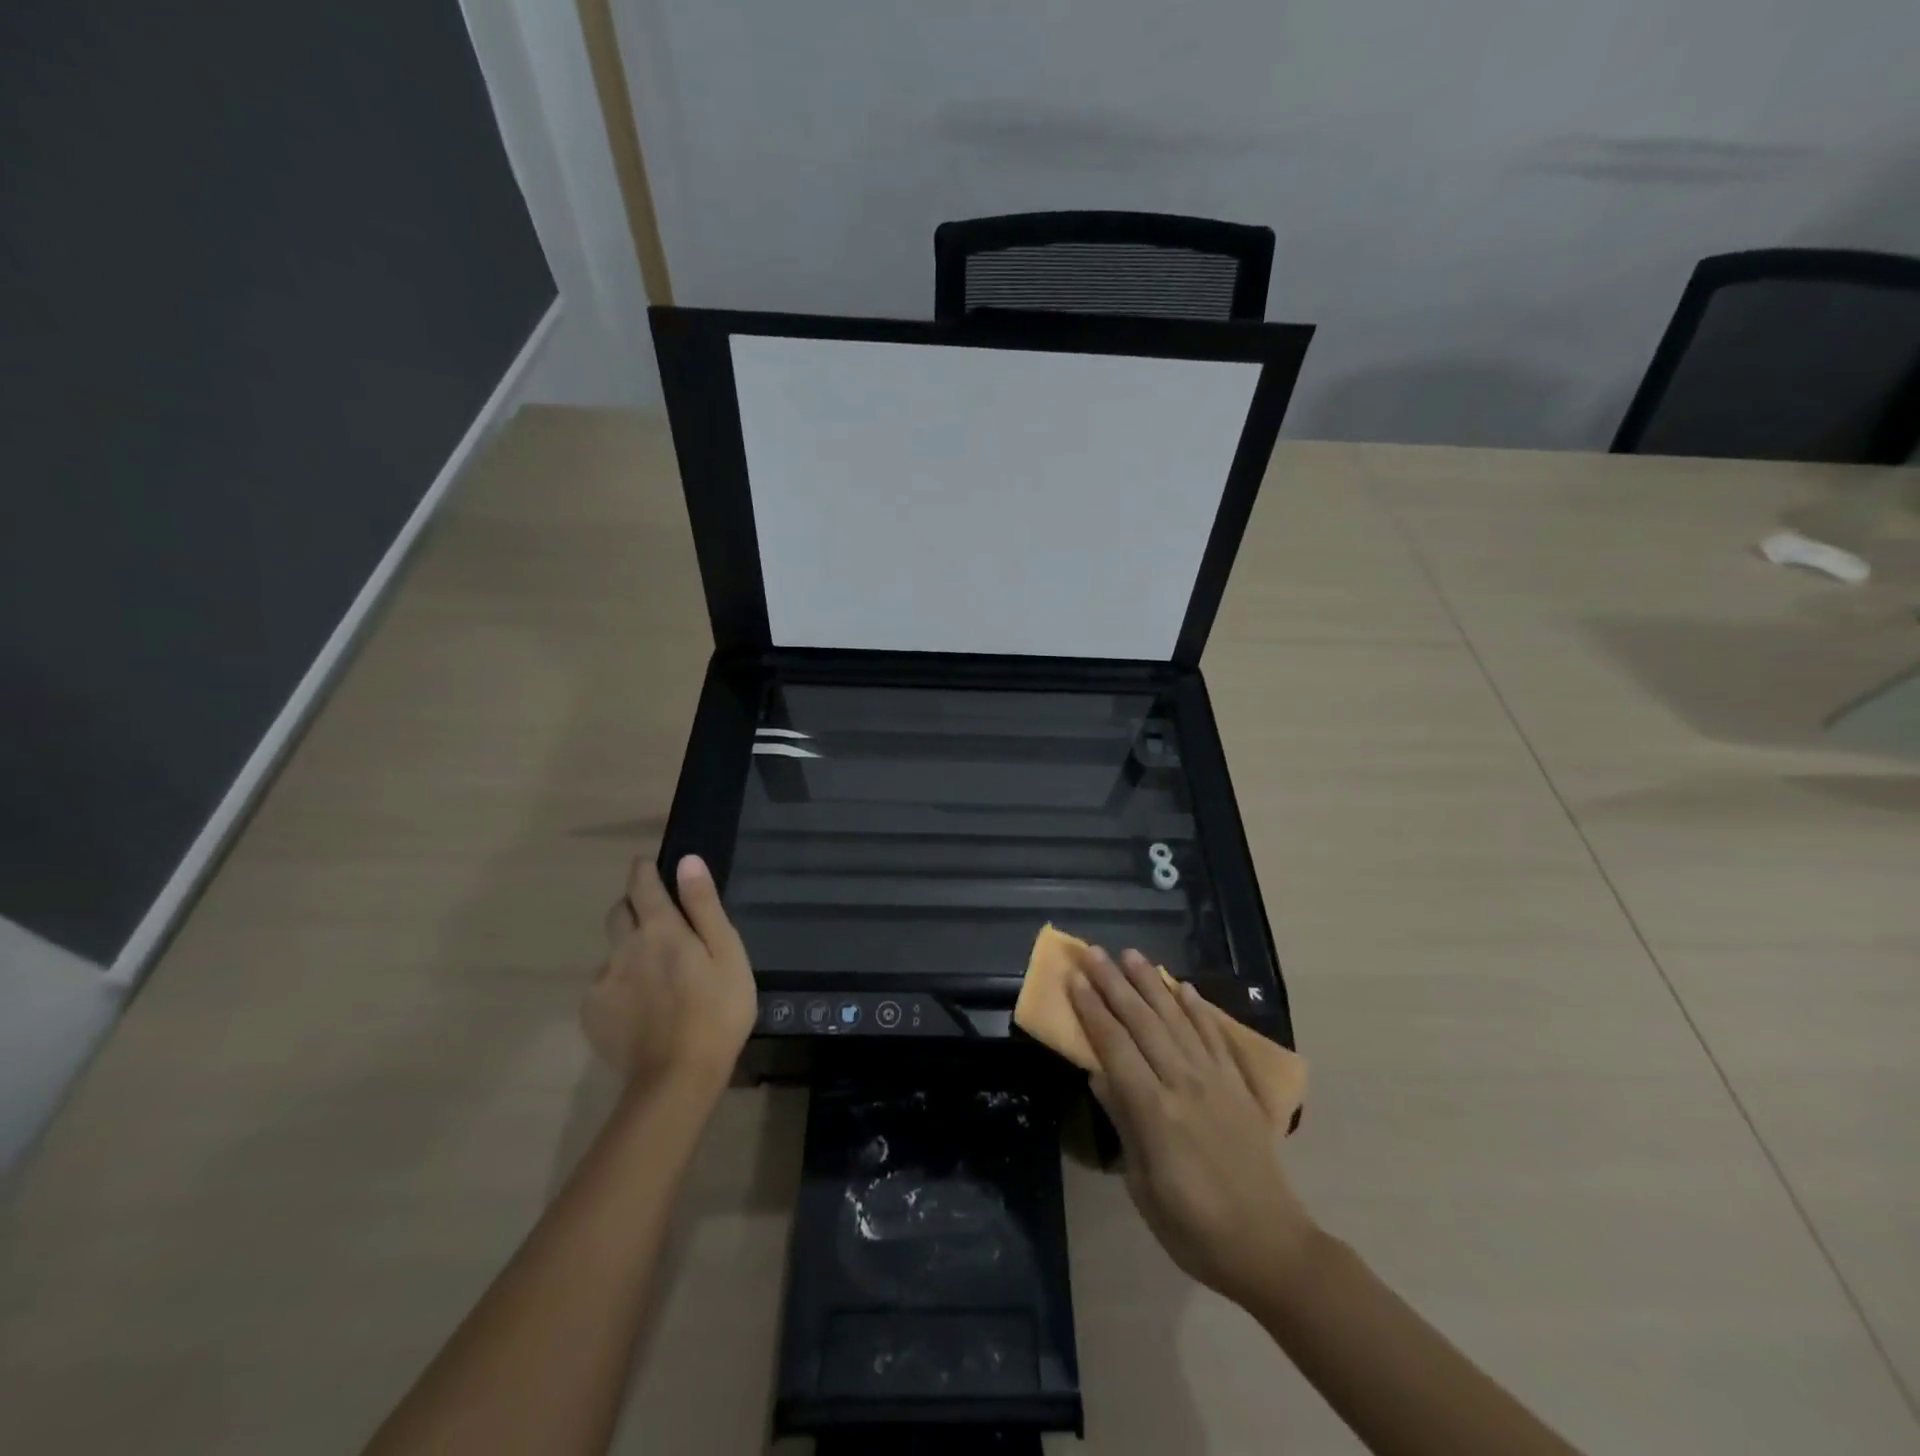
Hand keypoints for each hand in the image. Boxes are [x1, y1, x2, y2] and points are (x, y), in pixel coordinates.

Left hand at [582, 855, 756, 1089]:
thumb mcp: (726, 952)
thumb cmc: (718, 1009)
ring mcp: (603, 981)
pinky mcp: (592, 1013)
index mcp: (660, 929)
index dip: (645, 870)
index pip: (642, 884)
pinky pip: (604, 984)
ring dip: (628, 948)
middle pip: (618, 912)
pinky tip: (641, 1004)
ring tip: (654, 972)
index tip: (650, 866)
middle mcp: (624, 947)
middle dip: (633, 905)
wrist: (678, 1077)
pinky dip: (620, 983)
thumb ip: (704, 905)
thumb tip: (687, 861)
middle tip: (657, 918)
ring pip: (612, 950)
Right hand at [1070, 946, 1316, 1306]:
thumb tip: (1098, 1074)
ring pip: (1177, 1019)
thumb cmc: (1194, 1228)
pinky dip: (1198, 1008)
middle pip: (1142, 1023)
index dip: (1092, 1011)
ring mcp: (1215, 1080)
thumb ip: (1123, 1123)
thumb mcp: (1143, 1186)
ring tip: (1131, 954)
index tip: (1074, 980)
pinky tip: (1184, 987)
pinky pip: (1215, 1036)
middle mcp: (1184, 1083)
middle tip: (1093, 953)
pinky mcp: (1239, 1086)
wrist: (1271, 1247)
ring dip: (1152, 984)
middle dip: (1114, 984)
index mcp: (1155, 1111)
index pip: (1115, 1047)